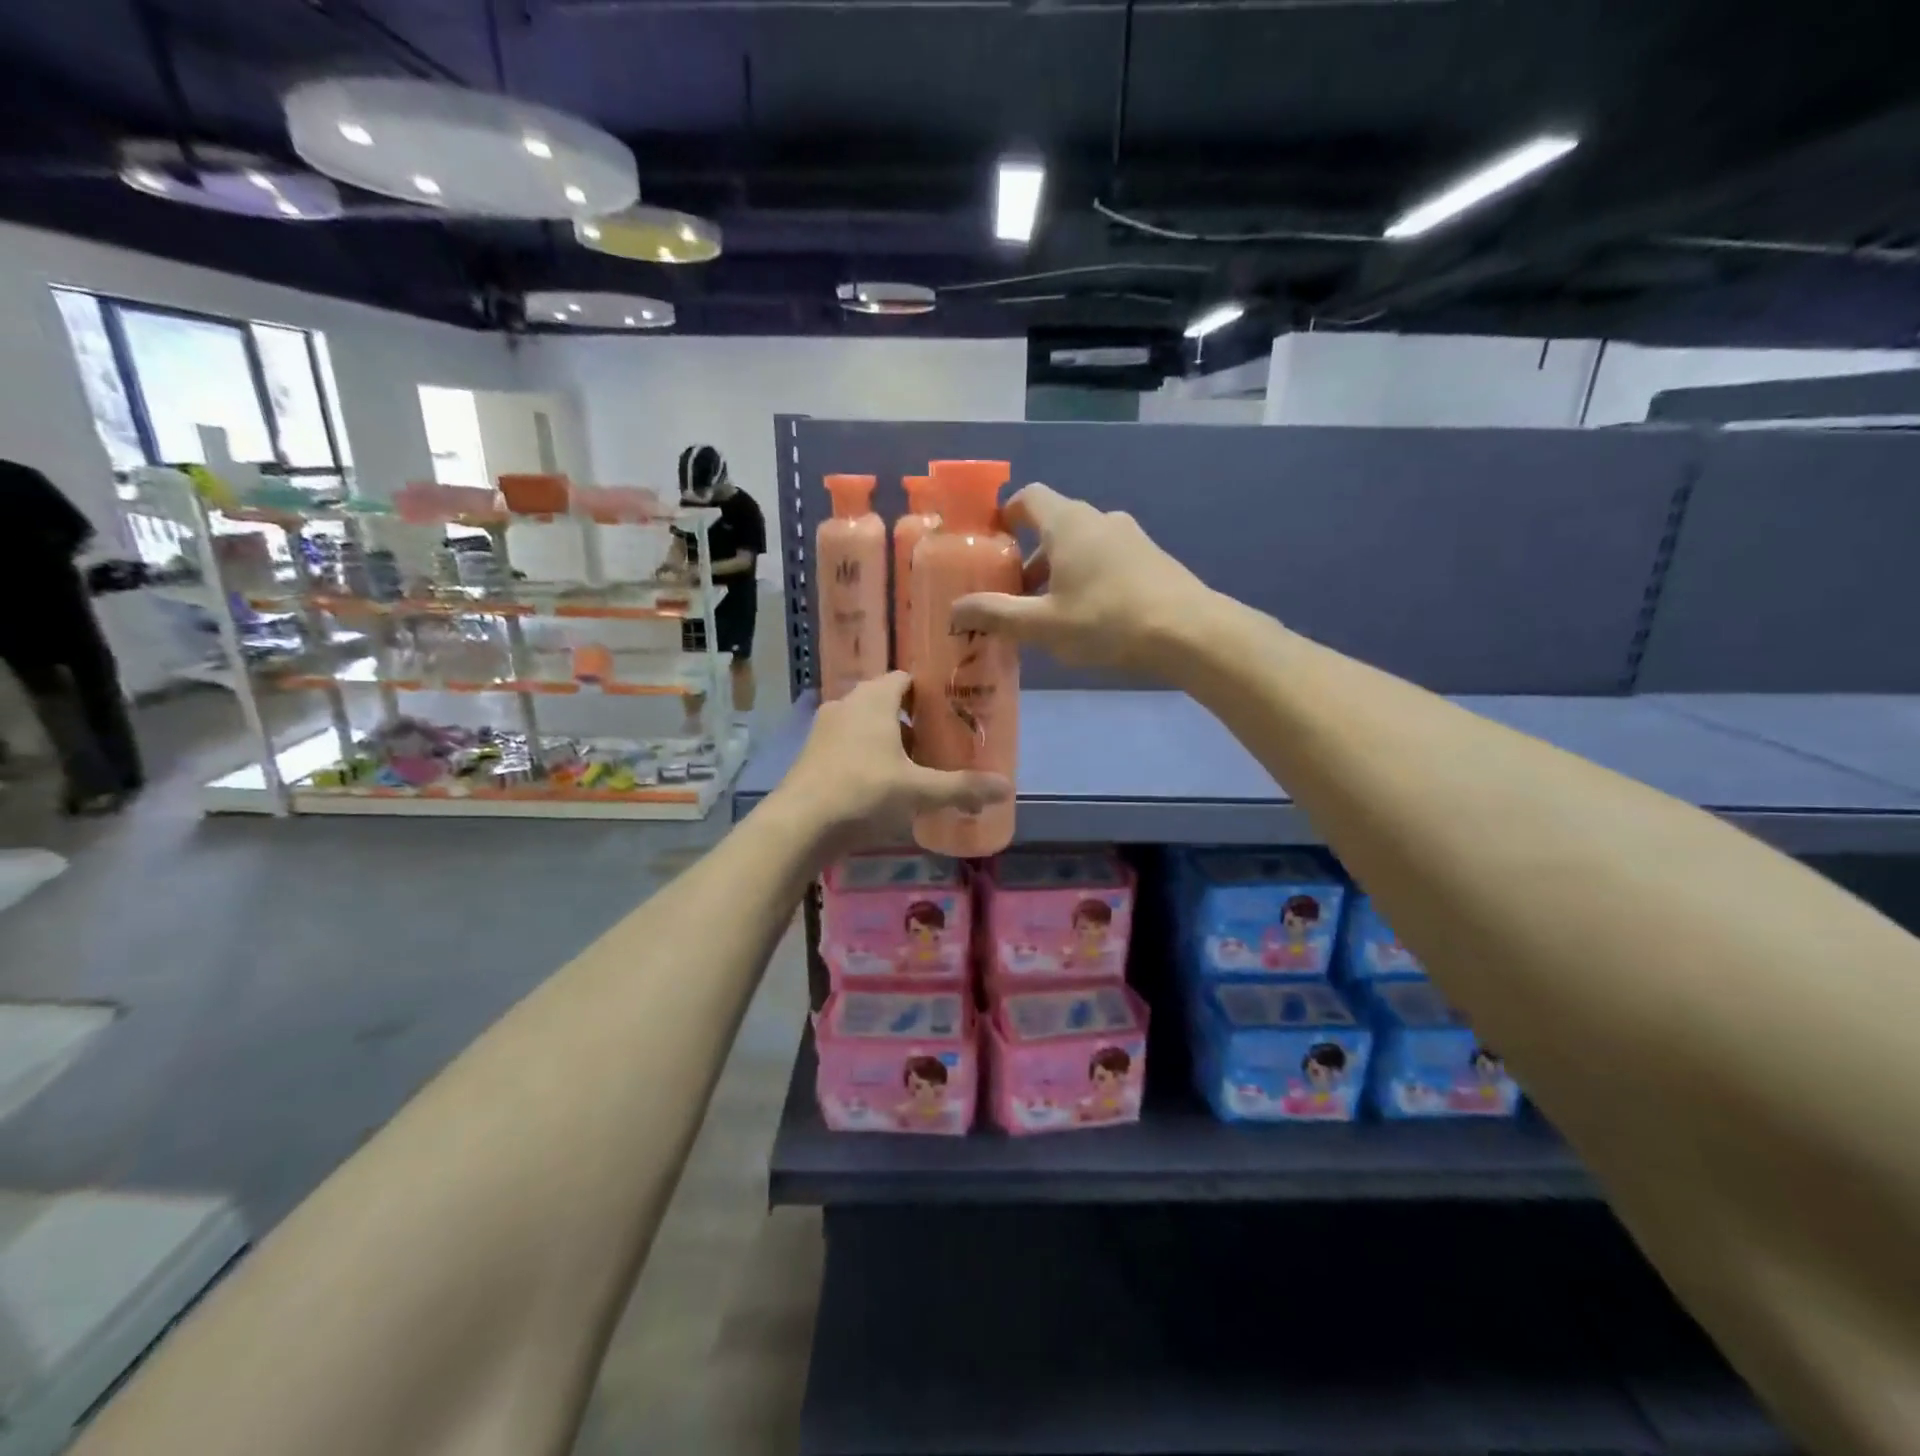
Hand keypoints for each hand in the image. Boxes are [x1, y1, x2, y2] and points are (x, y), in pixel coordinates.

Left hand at [774, 672, 1011, 851]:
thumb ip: (962, 787)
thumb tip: (1007, 788)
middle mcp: (846, 704)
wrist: (800, 824)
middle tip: (938, 740)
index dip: (928, 691)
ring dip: (887, 738)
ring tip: (913, 765)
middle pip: (885, 700)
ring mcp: (824, 728)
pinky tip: (881, 784)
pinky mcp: (811, 753)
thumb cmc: (864, 792)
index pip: (904, 677)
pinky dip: (865, 754)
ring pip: (864, 723)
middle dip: (911, 718)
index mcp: (873, 699)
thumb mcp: (919, 791)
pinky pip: (847, 743)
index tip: (949, 710)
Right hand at [950, 483, 1211, 677]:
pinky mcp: (1151, 559)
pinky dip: (1087, 578)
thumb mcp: (1042, 624)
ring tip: (1049, 614)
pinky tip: (1088, 618)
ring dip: (1058, 572)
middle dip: (1029, 558)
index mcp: (1068, 523)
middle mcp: (1099, 519)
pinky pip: (1107, 560)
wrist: (1189, 632)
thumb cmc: (1106, 620)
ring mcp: (1130, 537)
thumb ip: (996, 615)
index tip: (992, 542)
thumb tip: (954, 610)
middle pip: (1053, 526)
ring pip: (1081, 546)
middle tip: (1014, 595)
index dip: (1006, 514)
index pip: (1029, 497)